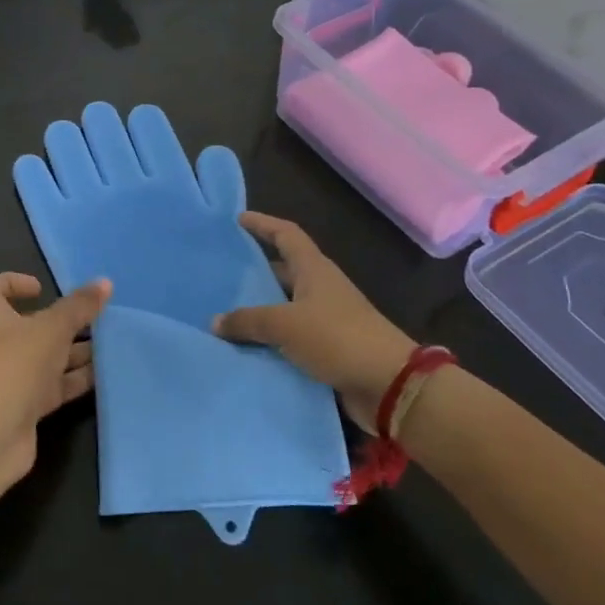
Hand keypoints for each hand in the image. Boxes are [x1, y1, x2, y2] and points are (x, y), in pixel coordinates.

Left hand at [0, 272, 111, 481]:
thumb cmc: (14, 364)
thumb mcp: (52, 328)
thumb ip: (79, 306)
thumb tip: (105, 282)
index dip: (12, 282)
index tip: (41, 289)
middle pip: (26, 323)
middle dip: (60, 321)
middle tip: (93, 318)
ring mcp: (9, 376)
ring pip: (45, 356)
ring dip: (73, 350)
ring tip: (109, 344)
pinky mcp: (24, 405)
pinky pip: (53, 385)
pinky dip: (75, 379)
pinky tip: (104, 375)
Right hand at [213, 213, 416, 430]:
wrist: (388, 385)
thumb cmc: (337, 338)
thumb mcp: (285, 324)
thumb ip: (248, 321)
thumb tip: (215, 321)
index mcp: (314, 270)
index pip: (286, 235)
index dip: (263, 224)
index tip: (238, 219)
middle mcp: (319, 290)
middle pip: (283, 272)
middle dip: (254, 272)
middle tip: (220, 275)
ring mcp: (325, 320)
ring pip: (283, 309)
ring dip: (258, 312)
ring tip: (222, 315)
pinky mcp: (326, 350)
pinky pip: (289, 340)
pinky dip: (268, 342)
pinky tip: (242, 349)